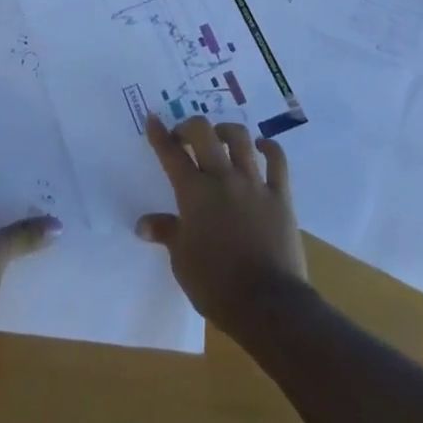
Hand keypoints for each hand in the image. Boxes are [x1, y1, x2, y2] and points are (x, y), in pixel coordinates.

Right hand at [137, 114, 308, 333]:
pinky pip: (277, 160)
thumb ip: (166, 232)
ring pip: (240, 137)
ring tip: (220, 137)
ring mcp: (253, 183)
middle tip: (185, 137)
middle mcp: (222, 178)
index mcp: (194, 193)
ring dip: (226, 131)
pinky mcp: (280, 195)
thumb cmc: (216, 285)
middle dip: (190, 126)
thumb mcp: (181, 261)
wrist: (267, 304)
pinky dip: (269, 148)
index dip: (159, 134)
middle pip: (204, 132)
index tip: (152, 118)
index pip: (171, 154)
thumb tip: (142, 224)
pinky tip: (262, 146)